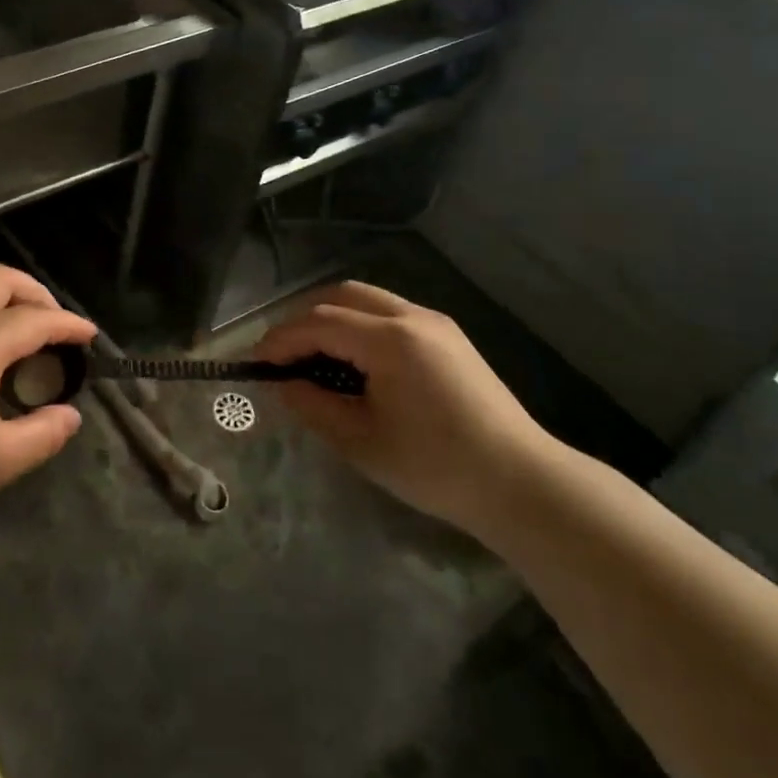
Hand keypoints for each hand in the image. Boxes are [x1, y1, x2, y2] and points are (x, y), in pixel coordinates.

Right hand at [255, 281, 558, 535]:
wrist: (521, 483)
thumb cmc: (435, 467)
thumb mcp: (361, 441)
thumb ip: (312, 405)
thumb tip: (282, 384)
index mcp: (390, 339)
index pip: (319, 322)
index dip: (281, 339)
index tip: (256, 364)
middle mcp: (411, 316)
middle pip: (341, 294)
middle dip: (304, 319)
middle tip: (283, 355)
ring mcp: (434, 322)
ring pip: (366, 299)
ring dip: (332, 318)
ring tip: (314, 357)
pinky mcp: (447, 336)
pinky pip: (389, 313)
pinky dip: (359, 325)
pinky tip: (354, 361)